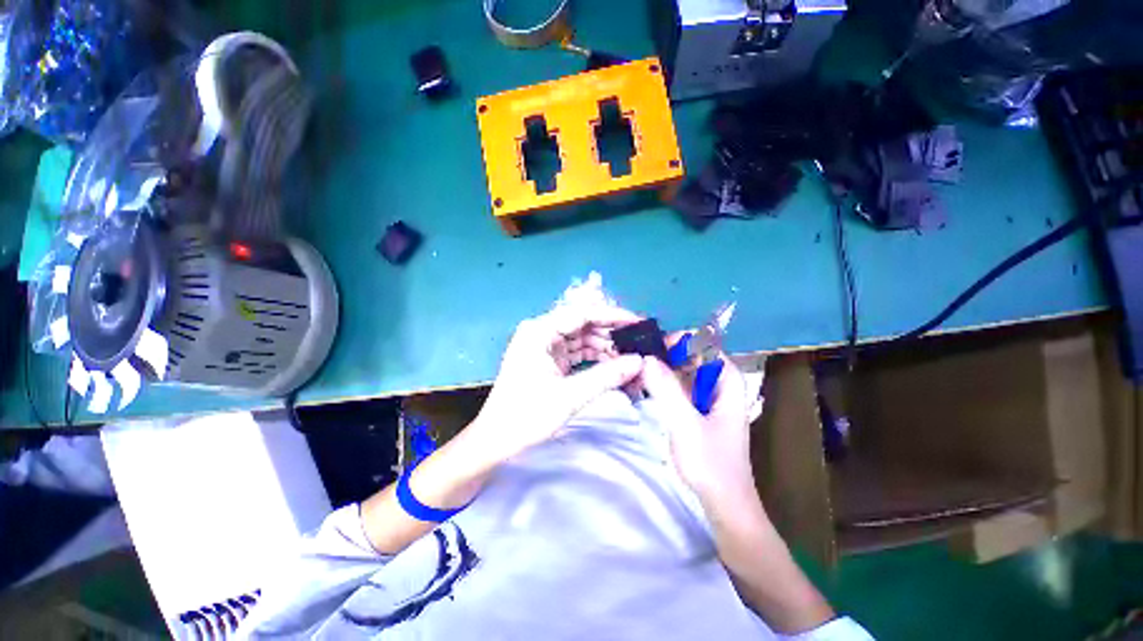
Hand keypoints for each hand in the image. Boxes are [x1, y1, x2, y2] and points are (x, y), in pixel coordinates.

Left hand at [467, 304, 644, 466]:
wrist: (496, 440)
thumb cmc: (527, 415)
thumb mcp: (570, 396)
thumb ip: (607, 376)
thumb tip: (639, 361)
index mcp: (540, 331)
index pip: (582, 313)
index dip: (612, 316)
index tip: (638, 322)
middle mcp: (542, 332)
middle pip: (583, 324)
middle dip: (610, 334)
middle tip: (638, 344)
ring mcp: (544, 346)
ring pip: (581, 339)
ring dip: (604, 348)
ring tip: (629, 358)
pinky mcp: (548, 360)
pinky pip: (576, 352)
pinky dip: (594, 358)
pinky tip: (612, 366)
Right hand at [640, 353, 752, 500]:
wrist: (723, 505)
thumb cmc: (711, 465)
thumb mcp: (685, 424)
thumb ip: (666, 389)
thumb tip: (646, 357)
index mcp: (727, 380)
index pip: (701, 344)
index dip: (675, 342)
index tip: (648, 349)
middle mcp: (719, 382)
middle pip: (689, 355)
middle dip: (663, 355)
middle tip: (635, 360)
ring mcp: (707, 396)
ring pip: (681, 370)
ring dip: (659, 369)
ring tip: (634, 371)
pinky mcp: (696, 408)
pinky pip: (677, 386)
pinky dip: (661, 383)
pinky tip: (642, 385)